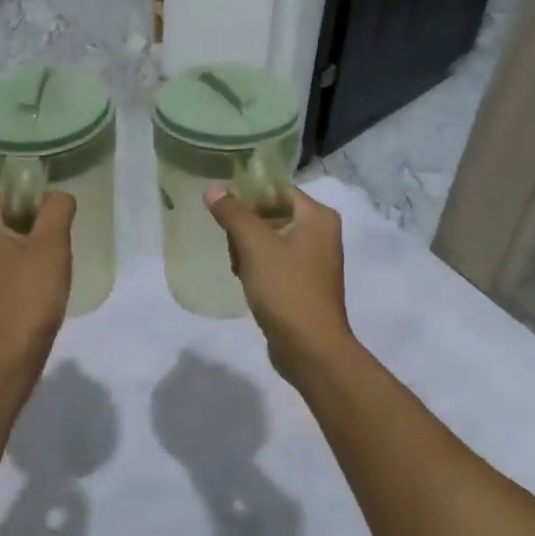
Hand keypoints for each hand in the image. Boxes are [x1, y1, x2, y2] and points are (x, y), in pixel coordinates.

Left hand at [0, 190, 74, 375]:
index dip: (36, 203)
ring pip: (5, 244)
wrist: (8, 355)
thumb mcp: (51, 244)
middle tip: (57, 250)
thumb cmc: (29, 295)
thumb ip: (57, 209)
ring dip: (29, 251)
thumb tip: (57, 197)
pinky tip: (37, 289)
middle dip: (34, 229)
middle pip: (6, 219)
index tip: (57, 226)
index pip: (8, 195)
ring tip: (49, 271)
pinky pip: (0, 267)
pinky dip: (19, 271)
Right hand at [206, 186, 352, 383]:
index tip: (221, 206)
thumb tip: (213, 188)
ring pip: (270, 239)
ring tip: (237, 267)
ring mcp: (314, 260)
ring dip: (248, 249)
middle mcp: (321, 233)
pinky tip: (245, 281)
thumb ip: (233, 213)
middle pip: (272, 213)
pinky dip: (258, 267)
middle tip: (230, 245)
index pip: (277, 189)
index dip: (248, 194)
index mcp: (317, 216)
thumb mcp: (254, 245)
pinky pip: (275, 262)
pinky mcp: (304, 283)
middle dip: (245, 228)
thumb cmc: (286, 288)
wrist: (310, 347)